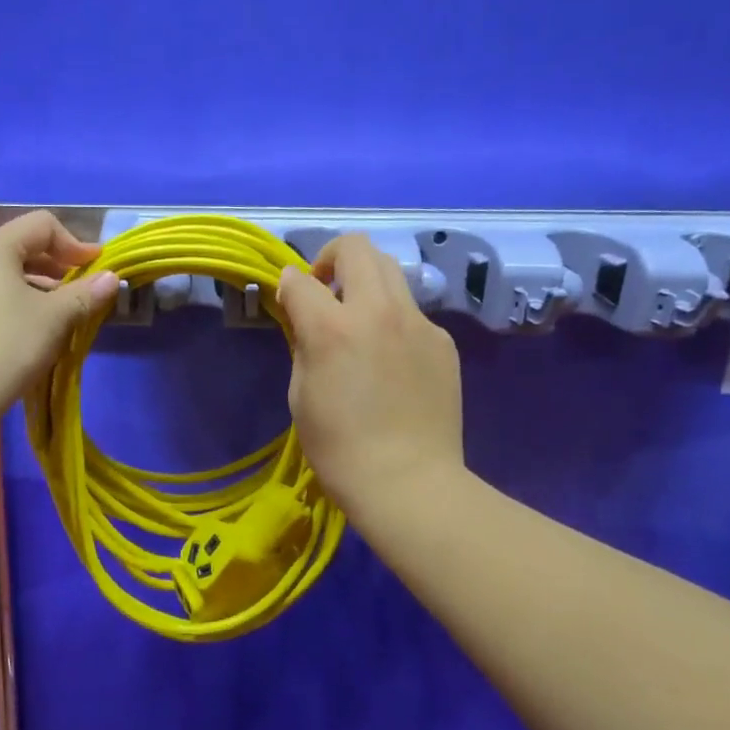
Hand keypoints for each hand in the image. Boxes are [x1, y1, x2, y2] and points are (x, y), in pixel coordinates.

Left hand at [0, 211, 118, 426]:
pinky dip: (18, 304)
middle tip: (84, 291)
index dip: (76, 243)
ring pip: (6, 275)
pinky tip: (32, 333)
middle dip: (58, 266)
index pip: (42, 225)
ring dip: (39, 288)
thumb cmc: (9, 346)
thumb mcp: (55, 318)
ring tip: (62, 315)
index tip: (98, 270)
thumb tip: (112, 278)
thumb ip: (86, 293)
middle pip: (22, 247)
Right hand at [276, 235, 464, 521]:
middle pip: (357, 247)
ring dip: (367, 282)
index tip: (288, 300)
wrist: (408, 483)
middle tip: (326, 290)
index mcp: (333, 328)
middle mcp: (379, 312)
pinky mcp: (443, 341)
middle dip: (332, 258)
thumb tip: (304, 316)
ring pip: (391, 271)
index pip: (300, 279)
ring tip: (360, 321)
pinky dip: (393, 320)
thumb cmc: (339, 448)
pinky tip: (391, 362)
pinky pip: (412, 312)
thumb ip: (303, 343)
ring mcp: (418, 323)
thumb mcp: (301, 394)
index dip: (287, 285)